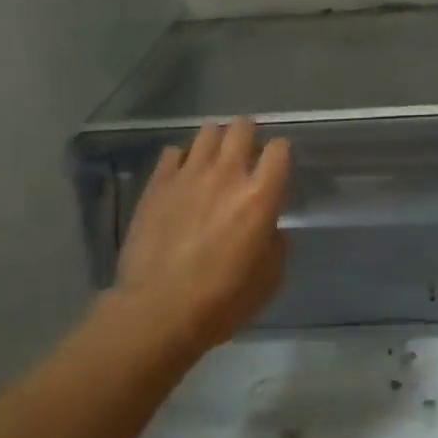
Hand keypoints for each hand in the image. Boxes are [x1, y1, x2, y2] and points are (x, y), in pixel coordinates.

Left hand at [112, 118, 291, 359]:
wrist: (159, 309)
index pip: (279, 149)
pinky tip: (182, 176)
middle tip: (245, 155)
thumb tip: (269, 228)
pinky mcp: (157, 184)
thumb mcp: (269, 279)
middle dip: (248, 135)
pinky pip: (172, 152)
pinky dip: (182, 159)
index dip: (280, 154)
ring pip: (207, 132)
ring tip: (214, 160)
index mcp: (260, 197)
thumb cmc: (222, 301)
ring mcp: (188, 175)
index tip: (276, 167)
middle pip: (241, 128)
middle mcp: (226, 175)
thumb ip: (276, 243)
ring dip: (216, 141)